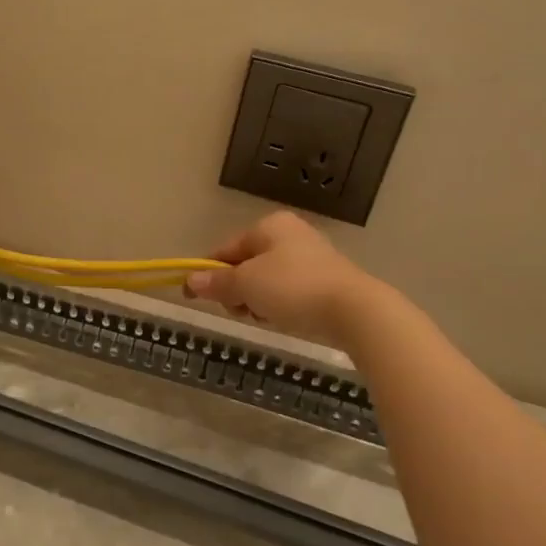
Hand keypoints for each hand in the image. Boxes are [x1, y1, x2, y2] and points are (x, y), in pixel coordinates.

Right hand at [184, 212, 374, 343]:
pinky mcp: (327, 280)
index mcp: (269, 226)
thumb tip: (190, 280)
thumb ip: (216, 282)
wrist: (354, 310)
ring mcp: (311, 256)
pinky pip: (289, 291)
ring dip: (258, 300)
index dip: (208, 273)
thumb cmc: (293, 288)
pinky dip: (280, 305)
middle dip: (237, 290)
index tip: (195, 296)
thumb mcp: (246, 285)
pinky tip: (285, 319)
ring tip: (265, 317)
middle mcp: (290, 234)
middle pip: (246, 264)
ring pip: (267, 280)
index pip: (226, 249)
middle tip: (240, 310)